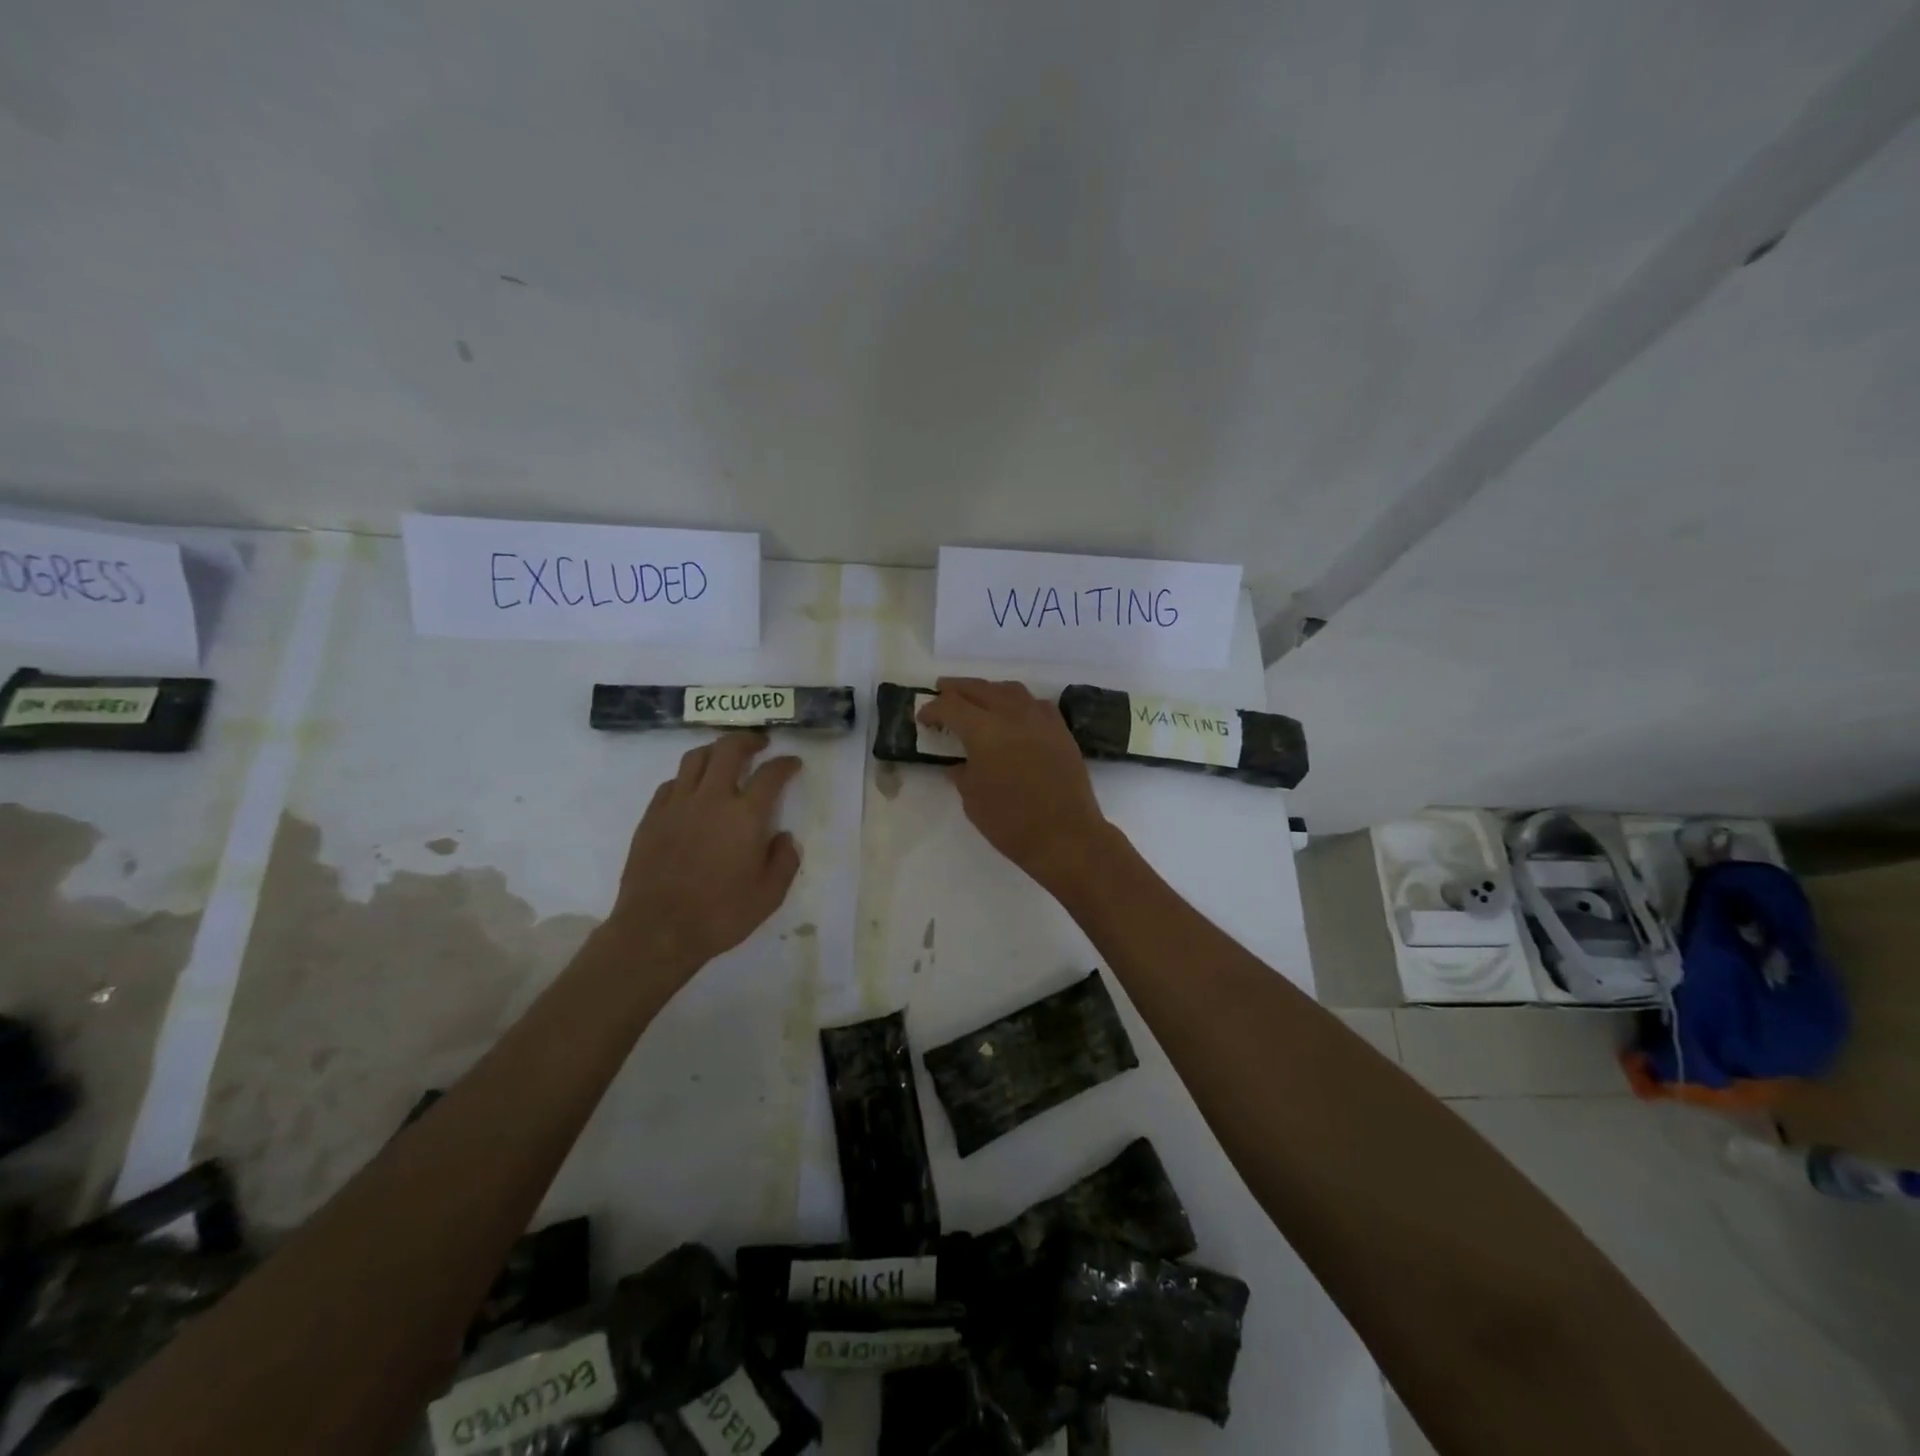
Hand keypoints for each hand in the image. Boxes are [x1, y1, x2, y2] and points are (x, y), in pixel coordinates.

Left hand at [607, 732, 802, 982]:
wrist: (657, 930)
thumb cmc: (720, 914)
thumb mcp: (769, 895)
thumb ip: (784, 861)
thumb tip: (784, 837)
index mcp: (745, 816)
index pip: (771, 774)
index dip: (785, 764)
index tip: (793, 763)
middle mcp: (711, 799)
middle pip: (728, 750)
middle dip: (748, 740)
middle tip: (759, 743)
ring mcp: (677, 805)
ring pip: (695, 758)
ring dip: (715, 750)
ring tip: (725, 755)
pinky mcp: (652, 817)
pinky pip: (671, 783)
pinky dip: (687, 777)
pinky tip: (692, 788)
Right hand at [917, 679, 1118, 892]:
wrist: (1066, 835)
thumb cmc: (1011, 822)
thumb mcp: (972, 800)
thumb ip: (962, 774)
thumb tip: (959, 764)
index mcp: (983, 730)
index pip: (950, 706)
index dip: (932, 709)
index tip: (923, 718)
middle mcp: (1012, 714)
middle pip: (979, 689)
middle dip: (957, 689)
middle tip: (942, 692)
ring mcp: (1040, 719)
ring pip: (1010, 690)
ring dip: (988, 690)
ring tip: (978, 699)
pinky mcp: (1061, 731)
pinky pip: (1036, 704)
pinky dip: (1019, 703)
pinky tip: (1015, 715)